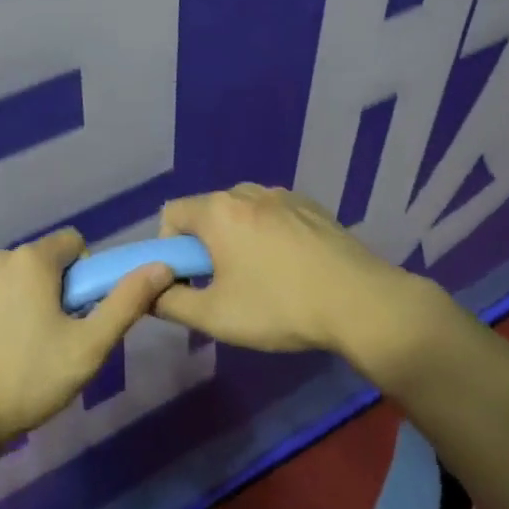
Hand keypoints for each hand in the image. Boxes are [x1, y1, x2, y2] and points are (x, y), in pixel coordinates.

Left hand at [0, 228, 174, 456]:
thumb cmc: (25, 380)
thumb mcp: (87, 348)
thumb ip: (125, 302)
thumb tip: (160, 266)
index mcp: (32, 260)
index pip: (72, 244)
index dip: (84, 276)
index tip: (78, 315)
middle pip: (39, 263)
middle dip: (50, 291)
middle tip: (50, 340)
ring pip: (7, 279)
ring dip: (17, 301)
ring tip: (14, 352)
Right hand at [154, 184, 439, 361]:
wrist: (360, 301)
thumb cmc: (279, 306)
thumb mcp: (216, 316)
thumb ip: (171, 303)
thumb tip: (149, 293)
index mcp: (218, 210)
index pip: (171, 214)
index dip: (170, 248)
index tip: (190, 280)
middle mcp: (246, 191)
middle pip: (207, 212)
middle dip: (205, 245)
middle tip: (224, 285)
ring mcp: (283, 195)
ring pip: (242, 212)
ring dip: (238, 238)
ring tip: (261, 278)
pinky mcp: (312, 206)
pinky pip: (273, 214)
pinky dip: (269, 235)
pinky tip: (292, 268)